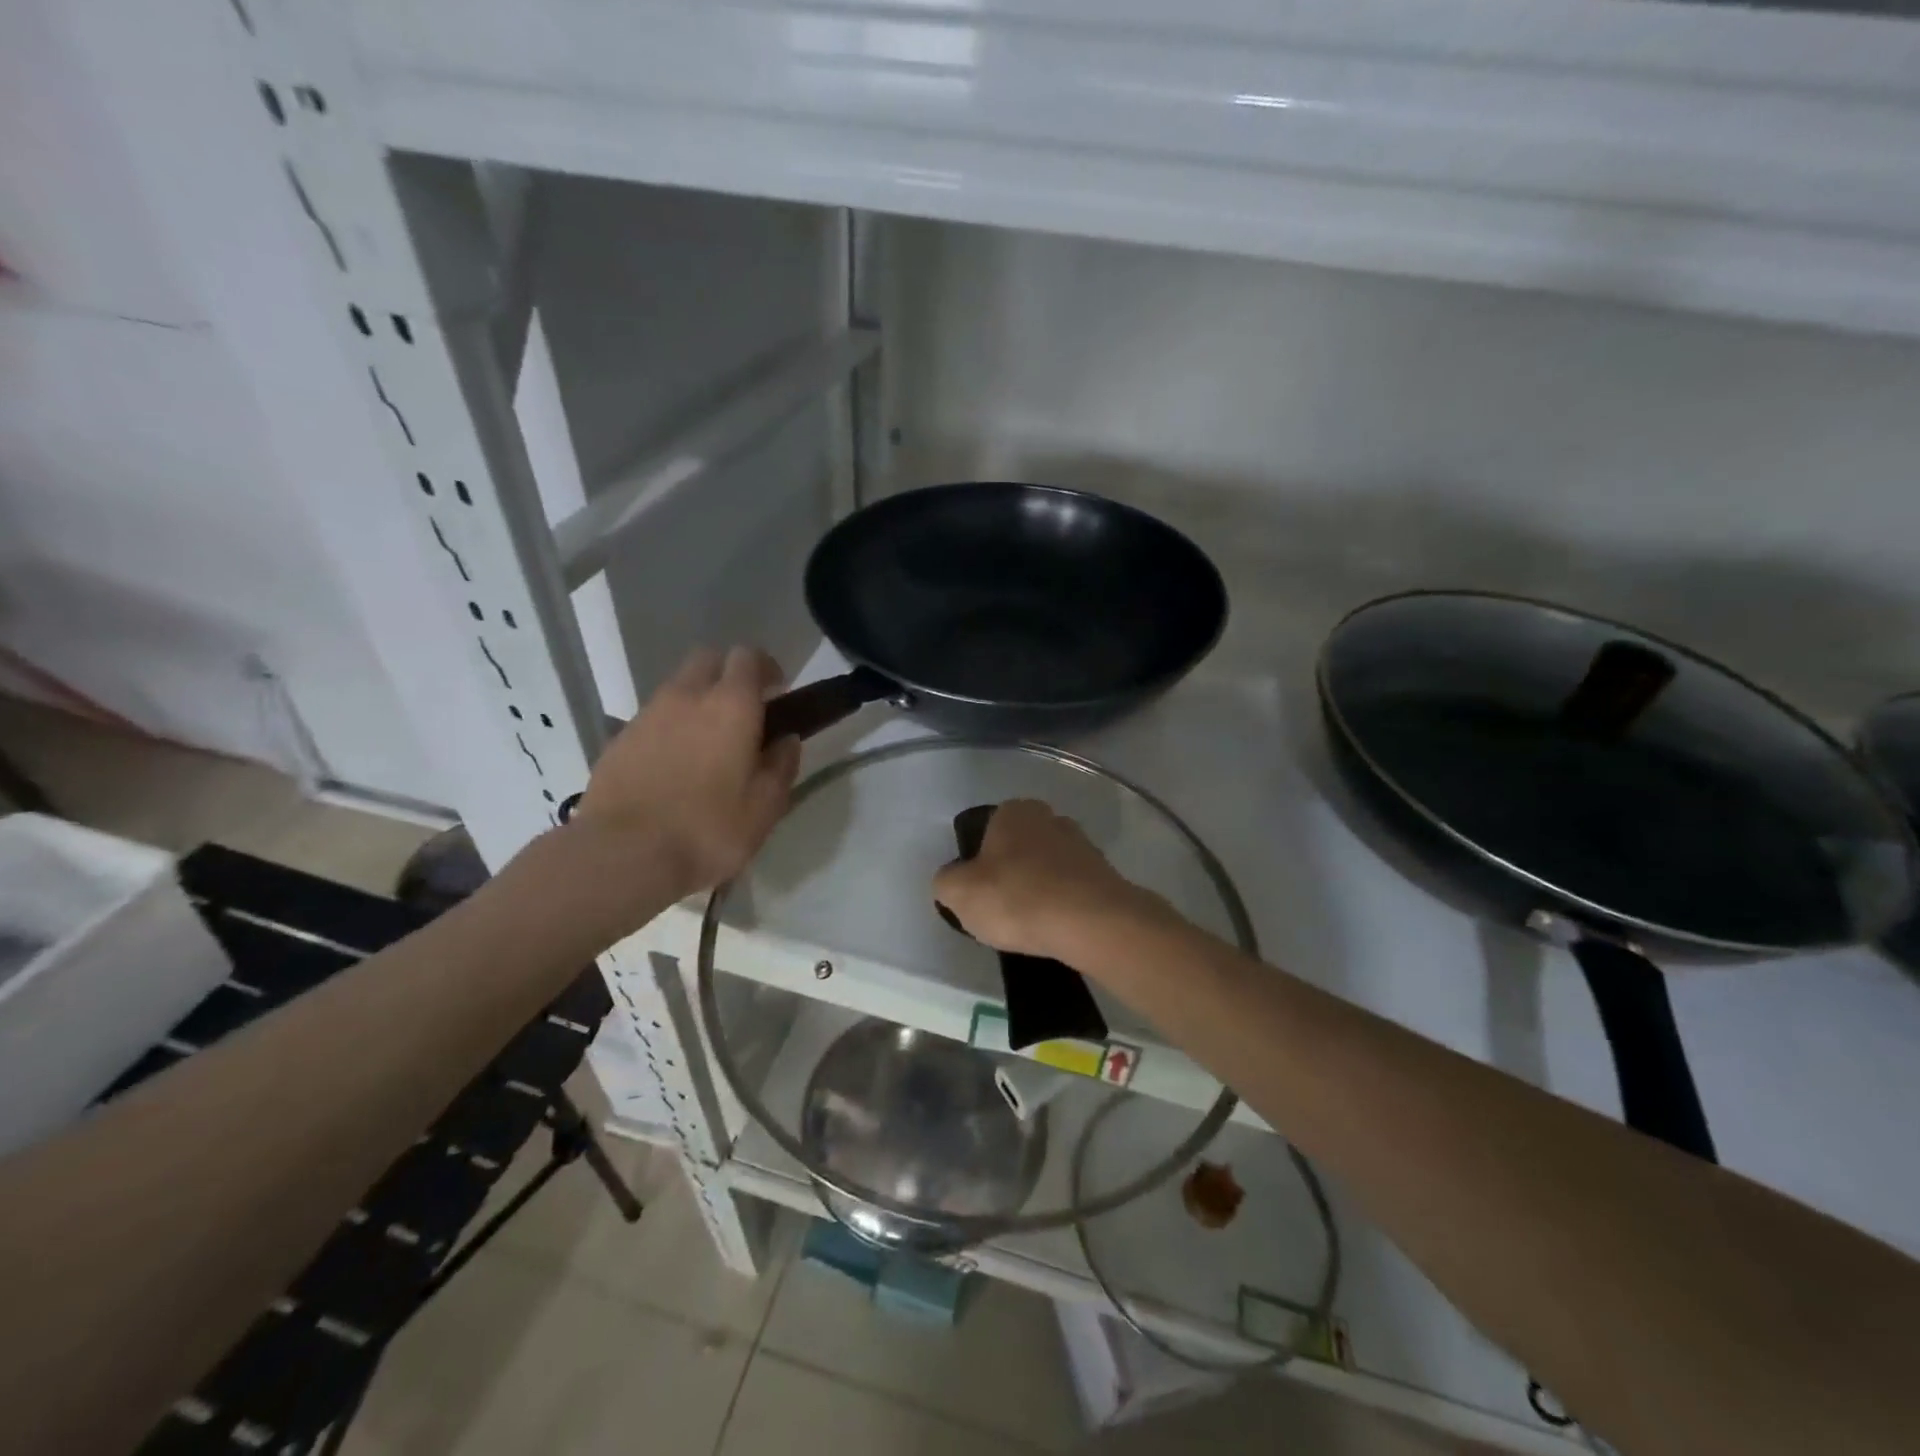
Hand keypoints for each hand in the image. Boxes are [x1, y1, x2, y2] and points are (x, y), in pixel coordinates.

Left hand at [568, 647, 800, 902]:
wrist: (623, 855)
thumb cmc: (708, 830)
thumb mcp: (765, 807)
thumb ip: (781, 766)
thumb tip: (786, 740)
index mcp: (731, 705)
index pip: (748, 657)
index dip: (765, 669)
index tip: (777, 693)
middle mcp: (687, 696)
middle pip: (708, 659)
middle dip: (728, 675)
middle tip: (743, 713)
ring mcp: (647, 715)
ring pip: (678, 688)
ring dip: (697, 702)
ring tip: (707, 746)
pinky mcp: (619, 739)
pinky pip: (653, 718)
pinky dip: (669, 728)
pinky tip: (673, 768)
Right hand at [932, 799, 1168, 962]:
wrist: (1090, 923)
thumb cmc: (1017, 898)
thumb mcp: (959, 893)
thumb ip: (946, 881)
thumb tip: (952, 881)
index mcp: (1015, 811)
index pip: (987, 831)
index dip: (979, 863)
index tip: (979, 892)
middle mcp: (1051, 818)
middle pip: (1020, 848)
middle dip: (1011, 873)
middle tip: (1002, 909)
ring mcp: (1083, 845)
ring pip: (1048, 868)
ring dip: (1039, 890)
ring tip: (1031, 925)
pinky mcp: (1105, 875)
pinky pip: (1072, 889)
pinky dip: (1063, 905)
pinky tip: (1056, 929)